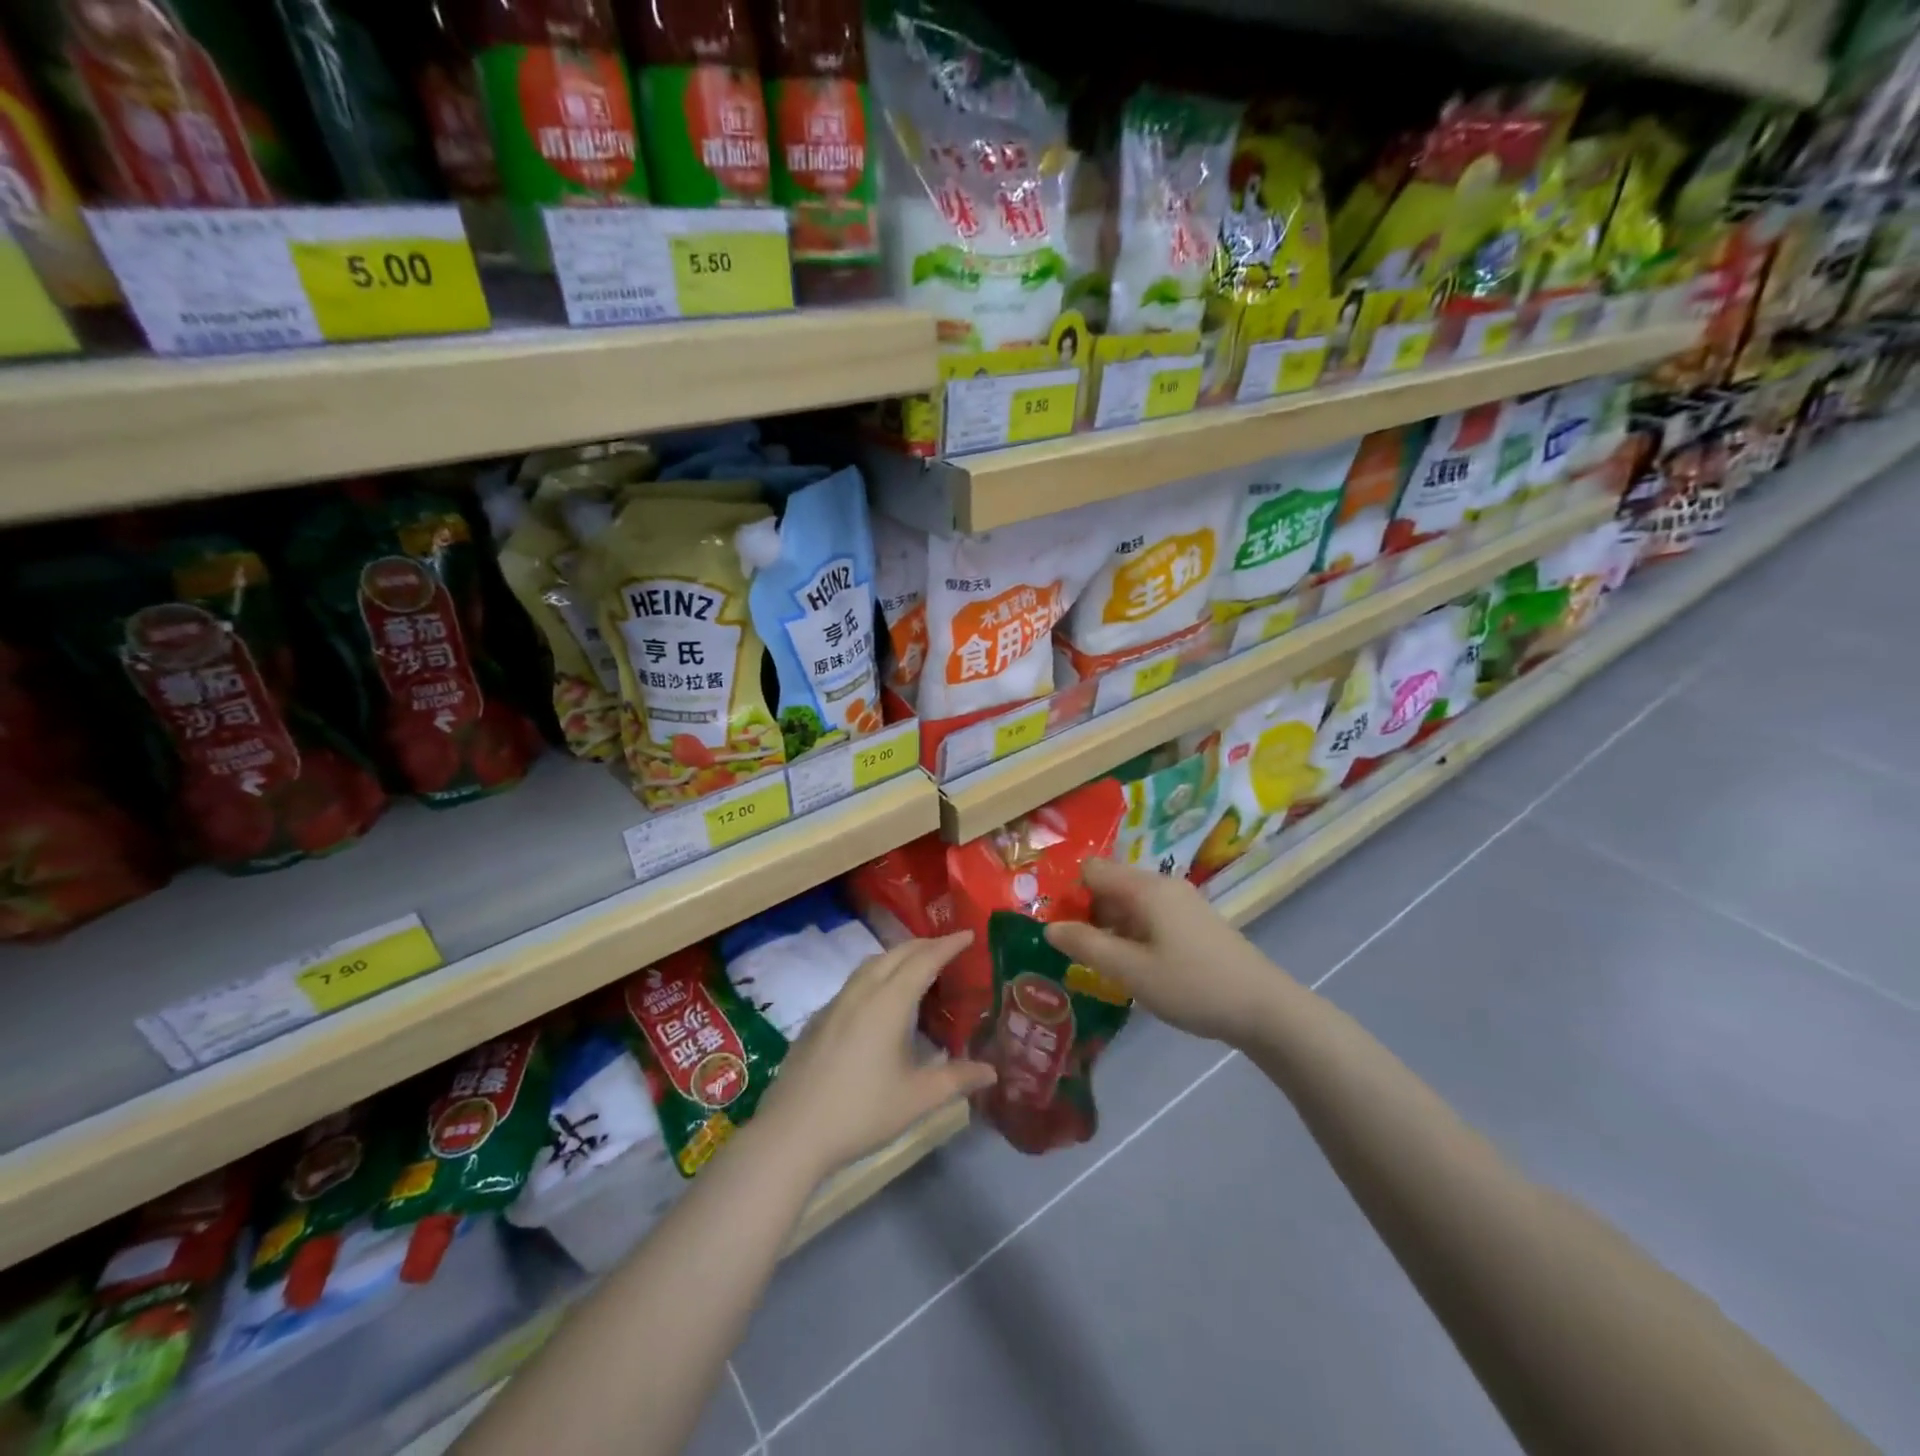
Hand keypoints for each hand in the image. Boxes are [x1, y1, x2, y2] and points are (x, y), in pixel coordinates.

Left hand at [756, 934, 995, 1184]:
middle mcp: (861, 993)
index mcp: (888, 1003)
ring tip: (916, 965)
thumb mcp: (917, 1099)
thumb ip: (956, 1079)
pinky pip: (854, 982)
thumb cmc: (861, 1112)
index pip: (924, 961)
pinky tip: (878, 999)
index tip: (968, 933)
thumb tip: (991, 1070)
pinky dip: (876, 974)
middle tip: (947, 946)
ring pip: (870, 964)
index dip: (947, 945)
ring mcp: (835, 1004)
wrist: (792, 1132)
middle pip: (895, 954)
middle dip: (924, 945)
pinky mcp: (818, 1020)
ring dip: (897, 956)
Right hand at [1044, 858, 1286, 1046]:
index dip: (1069, 894)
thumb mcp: (1131, 971)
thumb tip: (1049, 927)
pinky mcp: (1195, 922)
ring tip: (1103, 965)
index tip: (1060, 929)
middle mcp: (1163, 885)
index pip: (1092, 870)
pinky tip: (1136, 967)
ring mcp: (1183, 903)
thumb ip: (1087, 945)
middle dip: (1088, 913)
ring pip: (1130, 903)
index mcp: (1146, 888)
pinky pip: (1151, 916)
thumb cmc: (1192, 985)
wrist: (1264, 1008)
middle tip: (1077, 953)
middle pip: (1110, 885)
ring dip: (1111, 927)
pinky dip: (1134, 934)